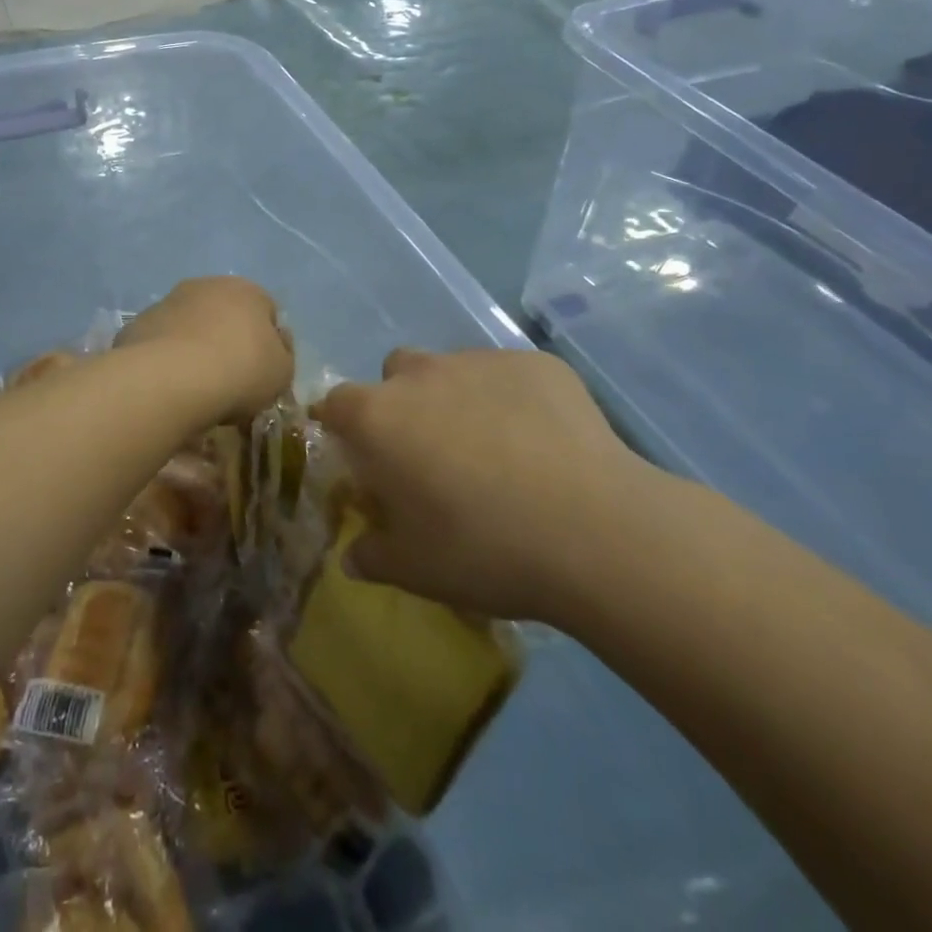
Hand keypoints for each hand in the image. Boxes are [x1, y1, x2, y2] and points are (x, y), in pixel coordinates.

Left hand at [116, 278, 293, 421]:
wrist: (171, 379)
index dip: (268, 342)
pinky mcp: (138, 324)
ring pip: (189, 326)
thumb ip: (282, 355)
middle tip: (230, 380)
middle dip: (227, 340)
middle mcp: (205, 286)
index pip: (266, 311)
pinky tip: (169, 386)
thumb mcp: (282, 372)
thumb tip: (274, 346)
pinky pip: (161, 343)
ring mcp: (167, 302)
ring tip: (196, 387)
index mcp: (246, 290)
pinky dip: (167, 360)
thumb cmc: (239, 371)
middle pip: (224, 314)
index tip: (263, 373)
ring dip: (194, 348)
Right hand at [312, 349, 675, 624]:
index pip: (335, 404)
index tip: (360, 455)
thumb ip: (373, 556)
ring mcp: (480, 362)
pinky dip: (511, 399)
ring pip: (452, 370)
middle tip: (430, 454)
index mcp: (378, 417)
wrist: (595, 530)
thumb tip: (353, 556)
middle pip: (394, 374)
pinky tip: (543, 442)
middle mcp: (420, 375)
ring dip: (456, 398)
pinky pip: (508, 376)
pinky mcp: (535, 363)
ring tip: (494, 449)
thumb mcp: (416, 570)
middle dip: (402, 403)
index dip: (342, 427)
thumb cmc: (485, 549)